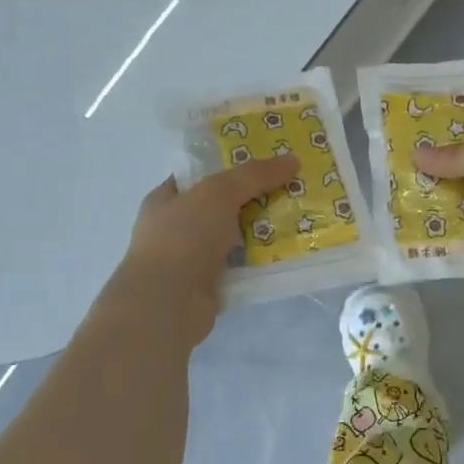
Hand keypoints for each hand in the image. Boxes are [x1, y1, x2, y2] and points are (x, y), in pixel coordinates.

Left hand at [114, 156, 300, 343]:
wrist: (168, 303)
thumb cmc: (183, 237)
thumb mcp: (218, 193)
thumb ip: (254, 175)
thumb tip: (292, 159)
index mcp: (166, 200)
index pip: (200, 177)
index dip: (230, 167)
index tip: (267, 164)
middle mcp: (176, 229)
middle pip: (222, 207)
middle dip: (254, 199)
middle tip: (291, 190)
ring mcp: (191, 260)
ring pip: (234, 238)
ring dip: (261, 232)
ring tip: (298, 219)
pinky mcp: (209, 287)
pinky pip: (241, 267)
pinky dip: (261, 262)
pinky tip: (288, 254)